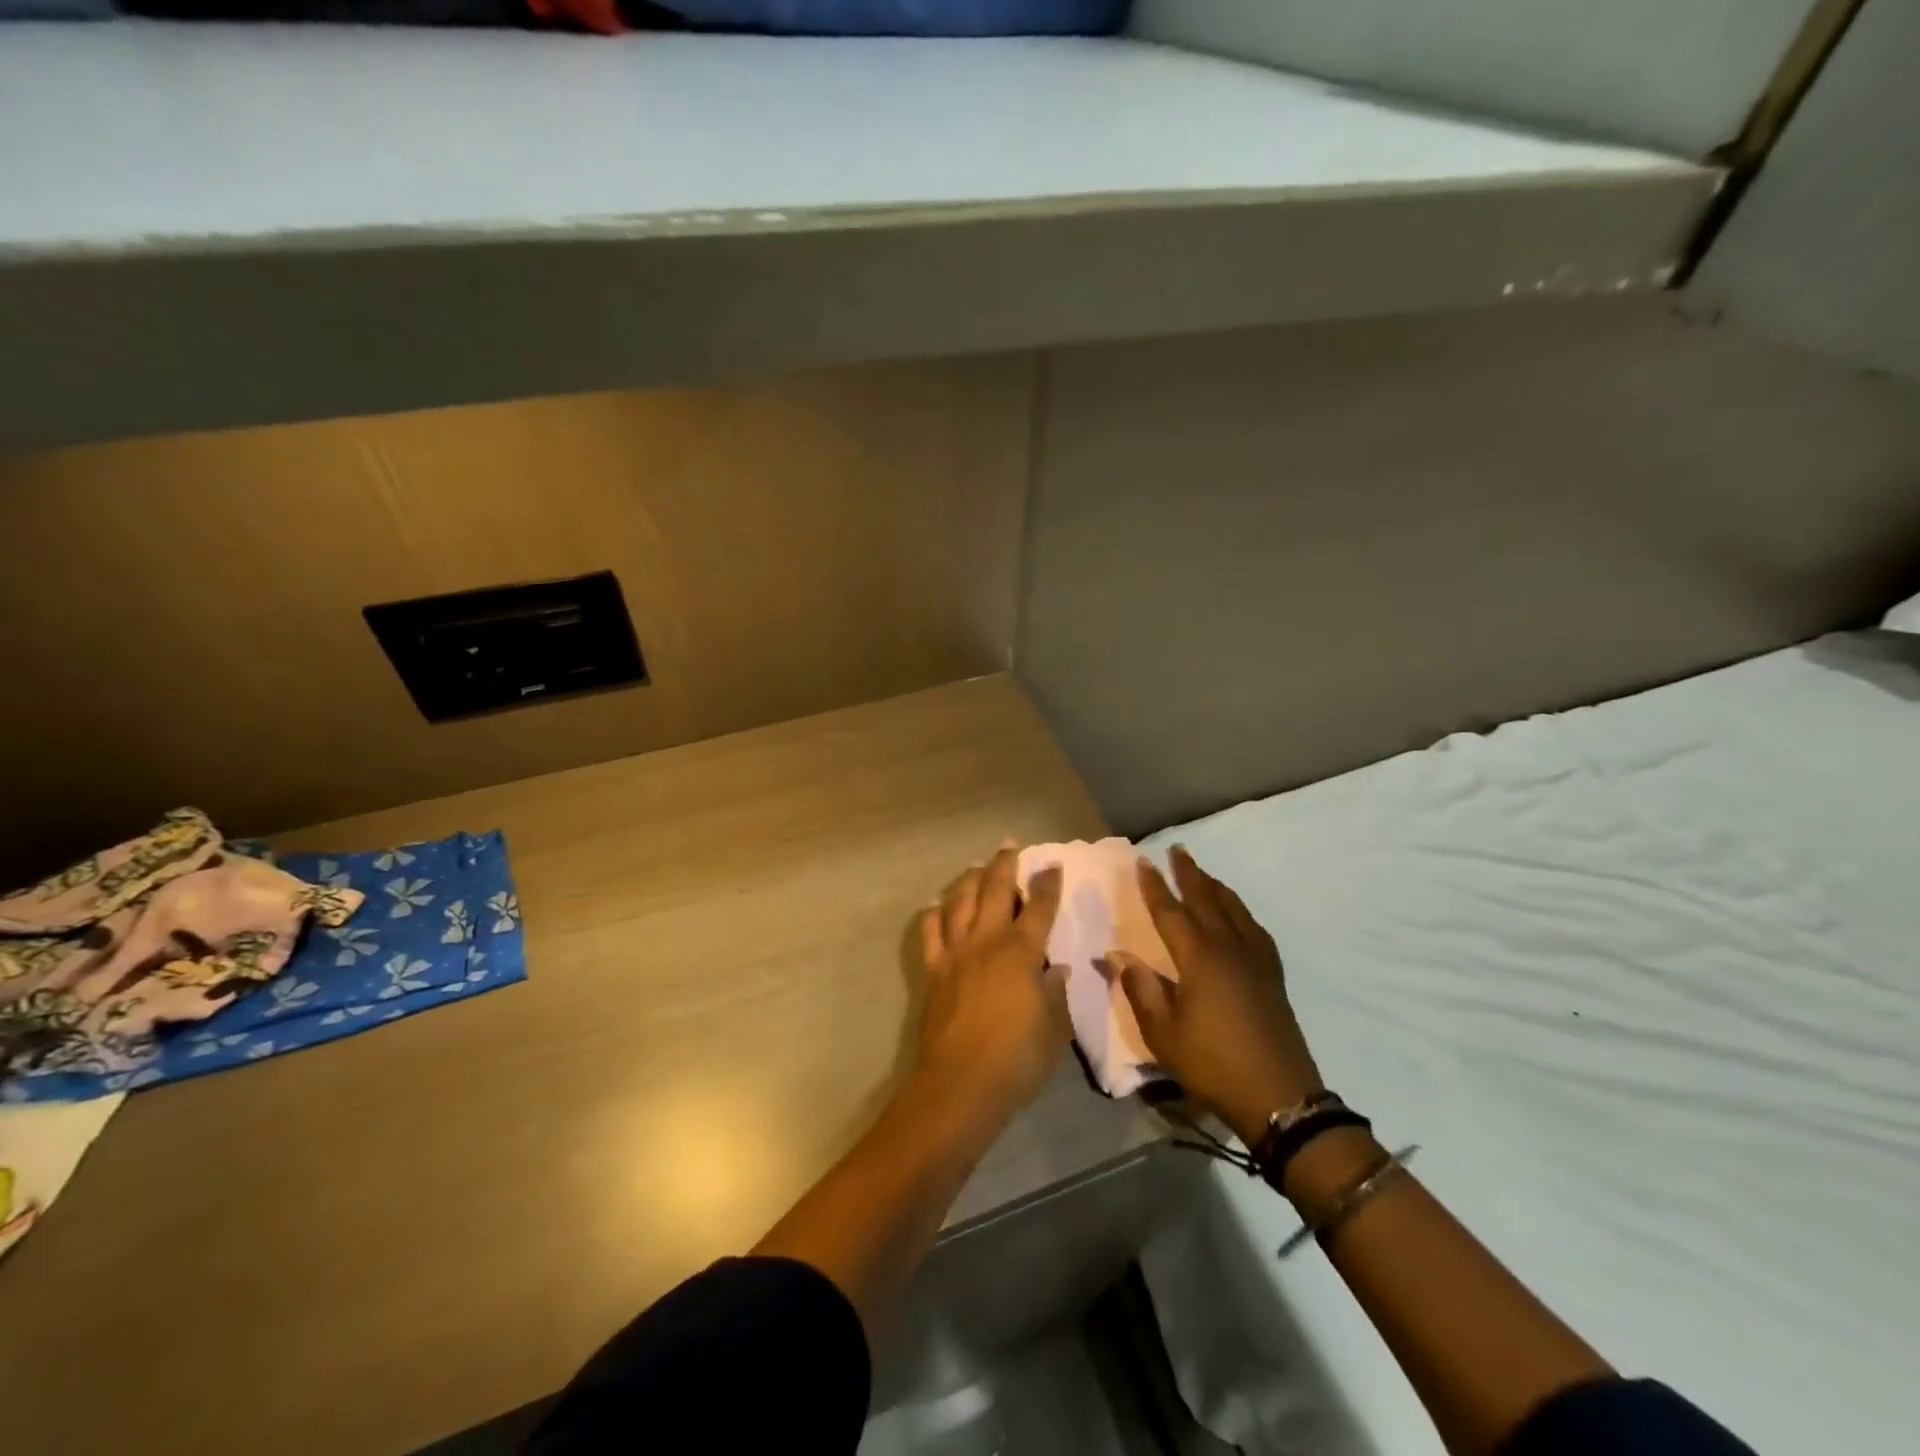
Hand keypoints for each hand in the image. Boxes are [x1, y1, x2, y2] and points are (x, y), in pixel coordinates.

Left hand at [914, 848, 1069, 1119]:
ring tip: (976, 866)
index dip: (1047, 884)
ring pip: (959, 901)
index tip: (1052, 865)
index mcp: (1021, 951)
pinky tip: (936, 904)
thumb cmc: (1017, 1057)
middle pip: (994, 891)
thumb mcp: (1055, 1027)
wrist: (960, 1082)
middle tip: (1008, 845)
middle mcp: (987, 941)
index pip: (1039, 908)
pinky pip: (930, 931)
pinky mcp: (933, 968)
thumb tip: (1058, 969)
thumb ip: (1057, 992)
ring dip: (969, 879)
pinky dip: (934, 913)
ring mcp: (955, 952)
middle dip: (1004, 865)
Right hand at [1107, 845, 1322, 1145]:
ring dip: (1216, 888)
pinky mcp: (1272, 976)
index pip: (1171, 912)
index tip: (1143, 861)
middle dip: (1190, 874)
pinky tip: (1239, 916)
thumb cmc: (1213, 1063)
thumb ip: (1140, 989)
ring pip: (1234, 910)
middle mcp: (1229, 948)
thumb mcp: (1163, 1033)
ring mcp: (1256, 961)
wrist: (1280, 1097)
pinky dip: (1241, 912)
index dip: (1155, 887)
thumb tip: (1117, 954)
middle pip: (1207, 900)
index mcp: (1199, 958)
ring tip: (1204, 874)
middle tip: (1178, 850)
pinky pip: (1255, 929)